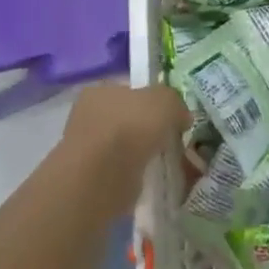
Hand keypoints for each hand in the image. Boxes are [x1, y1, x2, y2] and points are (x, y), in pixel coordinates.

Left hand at [63, 82, 189, 214]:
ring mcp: (87, 148)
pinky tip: (152, 178)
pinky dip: (136, 173)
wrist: (102, 178)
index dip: (153, 100)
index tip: (172, 115)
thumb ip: (175, 102)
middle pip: (128, 118)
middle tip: (173, 139)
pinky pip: (122, 170)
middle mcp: (88, 116)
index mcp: (99, 91)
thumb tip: (181, 116)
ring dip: (143, 153)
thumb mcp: (164, 101)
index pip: (130, 90)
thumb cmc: (130, 128)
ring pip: (125, 146)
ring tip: (166, 161)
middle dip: (149, 129)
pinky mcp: (91, 178)